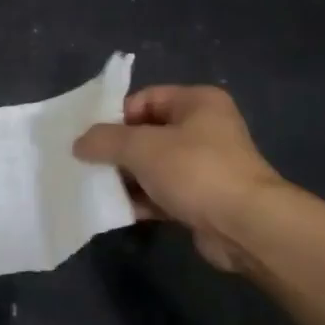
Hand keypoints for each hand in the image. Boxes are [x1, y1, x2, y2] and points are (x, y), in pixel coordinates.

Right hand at [73, 85, 280, 271]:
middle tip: (90, 165)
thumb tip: (79, 143)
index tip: (93, 140)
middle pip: (147, 133)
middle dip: (117, 150)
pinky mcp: (203, 198)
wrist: (245, 226)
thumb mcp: (141, 147)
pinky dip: (142, 200)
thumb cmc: (195, 171)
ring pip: (153, 166)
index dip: (116, 116)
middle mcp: (205, 129)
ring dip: (127, 178)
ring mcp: (205, 165)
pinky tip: (119, 210)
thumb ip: (104, 140)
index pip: (145, 98)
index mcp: (197, 102)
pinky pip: (163, 193)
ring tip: (99, 189)